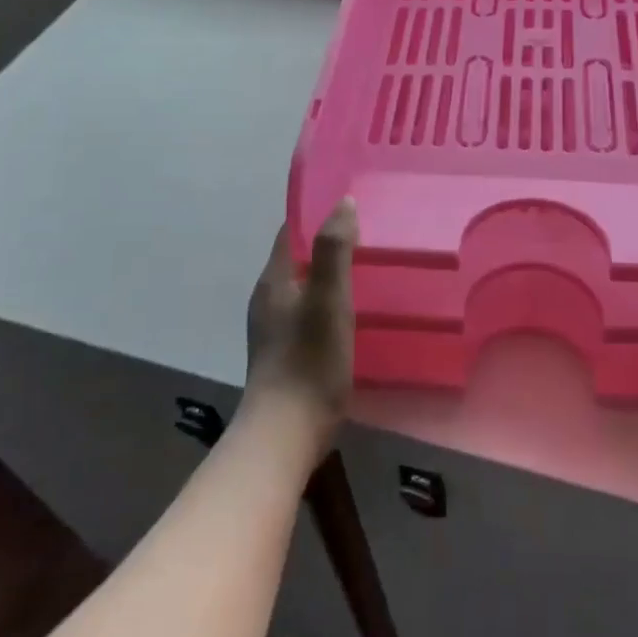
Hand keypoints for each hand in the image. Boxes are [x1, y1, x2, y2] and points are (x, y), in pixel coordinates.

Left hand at [243, 200, 356, 448]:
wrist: (285, 434)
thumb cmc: (308, 360)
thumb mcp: (328, 299)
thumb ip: (334, 250)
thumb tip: (342, 202)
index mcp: (274, 280)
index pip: (292, 232)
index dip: (317, 214)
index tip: (351, 204)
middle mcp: (268, 299)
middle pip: (298, 258)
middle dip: (328, 243)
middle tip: (369, 235)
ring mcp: (274, 328)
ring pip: (304, 286)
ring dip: (330, 274)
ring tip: (368, 270)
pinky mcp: (286, 353)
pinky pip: (309, 312)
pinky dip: (329, 302)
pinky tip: (354, 313)